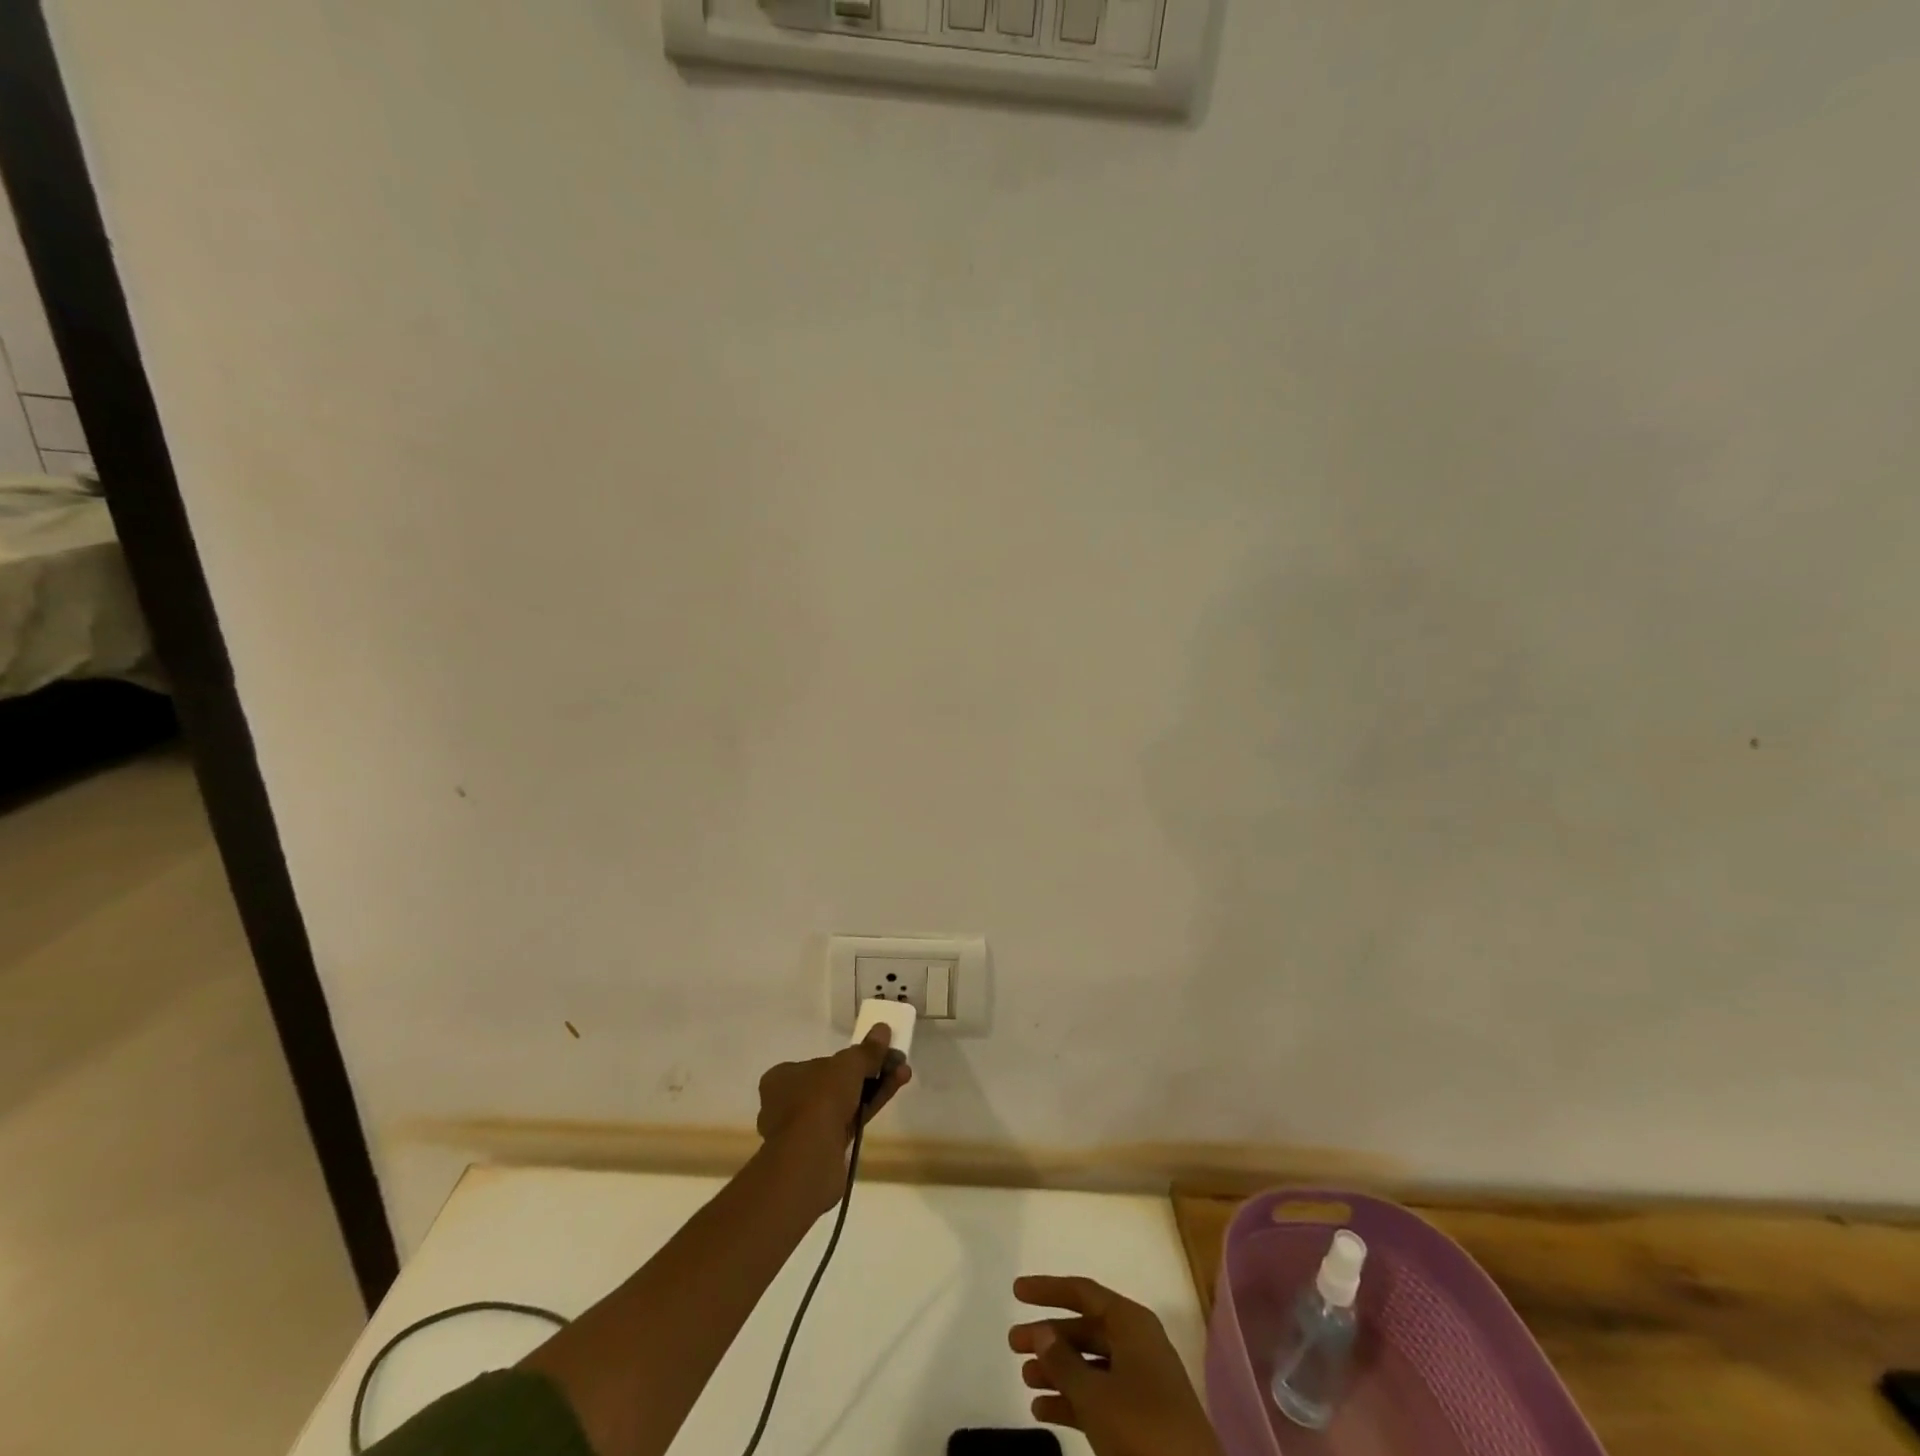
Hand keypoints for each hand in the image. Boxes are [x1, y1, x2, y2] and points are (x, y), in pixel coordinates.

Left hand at [756, 1027, 909, 1213]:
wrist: (810, 1160)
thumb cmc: (819, 1100)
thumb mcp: (847, 1066)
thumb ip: (866, 1050)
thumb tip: (883, 1029)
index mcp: (781, 1078)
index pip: (817, 1063)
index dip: (847, 1059)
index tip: (872, 1055)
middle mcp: (787, 1103)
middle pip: (835, 1083)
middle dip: (868, 1072)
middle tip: (894, 1062)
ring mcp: (803, 1130)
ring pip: (844, 1103)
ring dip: (874, 1087)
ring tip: (903, 1073)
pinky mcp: (821, 1152)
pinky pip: (849, 1121)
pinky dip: (870, 1107)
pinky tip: (893, 1092)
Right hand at [1009, 1276, 1221, 1455]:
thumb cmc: (1143, 1430)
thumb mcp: (1094, 1395)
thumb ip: (1063, 1361)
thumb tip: (1041, 1330)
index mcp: (1131, 1324)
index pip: (1083, 1292)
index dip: (1049, 1290)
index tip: (1016, 1292)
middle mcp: (1137, 1344)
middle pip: (1085, 1328)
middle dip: (1050, 1336)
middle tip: (1013, 1344)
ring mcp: (1141, 1382)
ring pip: (1090, 1364)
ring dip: (1058, 1370)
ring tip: (1025, 1380)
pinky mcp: (1142, 1420)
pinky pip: (1100, 1396)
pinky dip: (1073, 1400)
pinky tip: (1043, 1412)